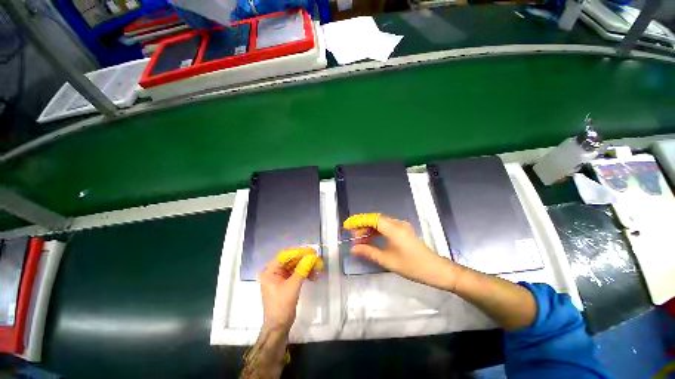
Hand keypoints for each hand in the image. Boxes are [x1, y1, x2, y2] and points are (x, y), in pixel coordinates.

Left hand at [258, 252, 317, 332]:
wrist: (278, 327)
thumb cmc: (281, 306)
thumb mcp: (292, 287)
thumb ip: (302, 270)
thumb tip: (312, 257)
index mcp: (270, 271)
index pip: (285, 256)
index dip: (298, 252)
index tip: (311, 251)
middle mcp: (274, 272)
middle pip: (291, 260)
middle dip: (304, 259)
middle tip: (316, 258)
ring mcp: (280, 277)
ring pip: (295, 267)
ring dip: (306, 267)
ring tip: (318, 267)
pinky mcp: (286, 283)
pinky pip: (296, 274)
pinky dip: (305, 273)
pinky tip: (314, 275)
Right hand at [347, 214, 459, 290]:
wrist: (436, 270)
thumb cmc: (412, 266)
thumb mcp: (388, 261)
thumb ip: (369, 252)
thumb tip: (353, 249)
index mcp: (393, 229)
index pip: (372, 218)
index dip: (358, 220)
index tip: (347, 226)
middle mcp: (397, 223)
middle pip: (375, 219)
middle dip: (362, 225)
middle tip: (352, 236)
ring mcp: (401, 226)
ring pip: (380, 223)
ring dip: (369, 229)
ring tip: (359, 239)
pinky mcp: (403, 231)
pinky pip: (386, 227)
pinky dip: (377, 232)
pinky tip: (371, 239)